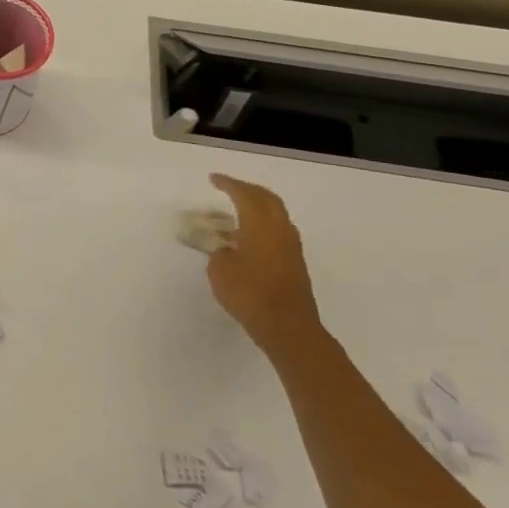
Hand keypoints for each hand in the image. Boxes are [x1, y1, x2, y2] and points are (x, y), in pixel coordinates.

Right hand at [205, 174, 322, 358]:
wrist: (288, 328)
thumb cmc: (250, 294)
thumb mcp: (220, 271)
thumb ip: (219, 253)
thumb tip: (224, 249)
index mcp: (260, 224)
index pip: (244, 194)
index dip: (228, 184)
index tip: (213, 179)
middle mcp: (280, 229)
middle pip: (267, 198)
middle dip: (248, 190)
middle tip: (229, 188)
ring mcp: (291, 246)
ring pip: (276, 214)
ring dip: (258, 207)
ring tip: (238, 211)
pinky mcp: (296, 262)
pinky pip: (279, 231)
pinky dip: (264, 224)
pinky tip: (250, 237)